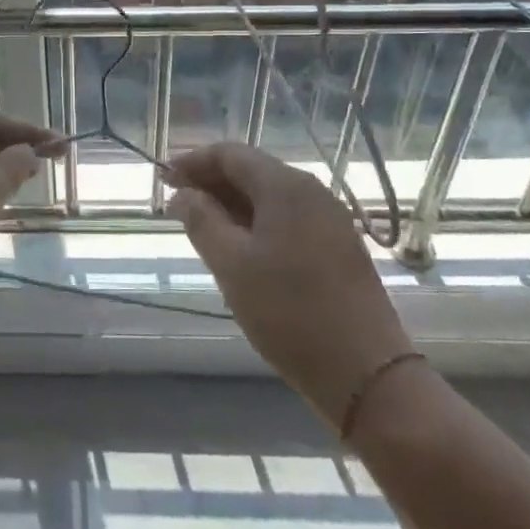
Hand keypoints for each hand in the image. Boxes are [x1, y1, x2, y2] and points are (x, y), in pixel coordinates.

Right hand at [166, 143, 413, 431]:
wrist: (367, 374)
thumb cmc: (289, 312)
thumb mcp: (231, 265)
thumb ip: (201, 220)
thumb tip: (182, 194)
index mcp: (286, 186)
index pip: (230, 154)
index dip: (193, 162)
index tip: (163, 180)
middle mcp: (312, 192)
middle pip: (252, 171)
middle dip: (211, 183)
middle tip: (176, 204)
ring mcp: (330, 219)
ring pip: (270, 197)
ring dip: (233, 204)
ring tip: (201, 227)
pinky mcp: (339, 247)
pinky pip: (288, 219)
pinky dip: (257, 223)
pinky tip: (240, 248)